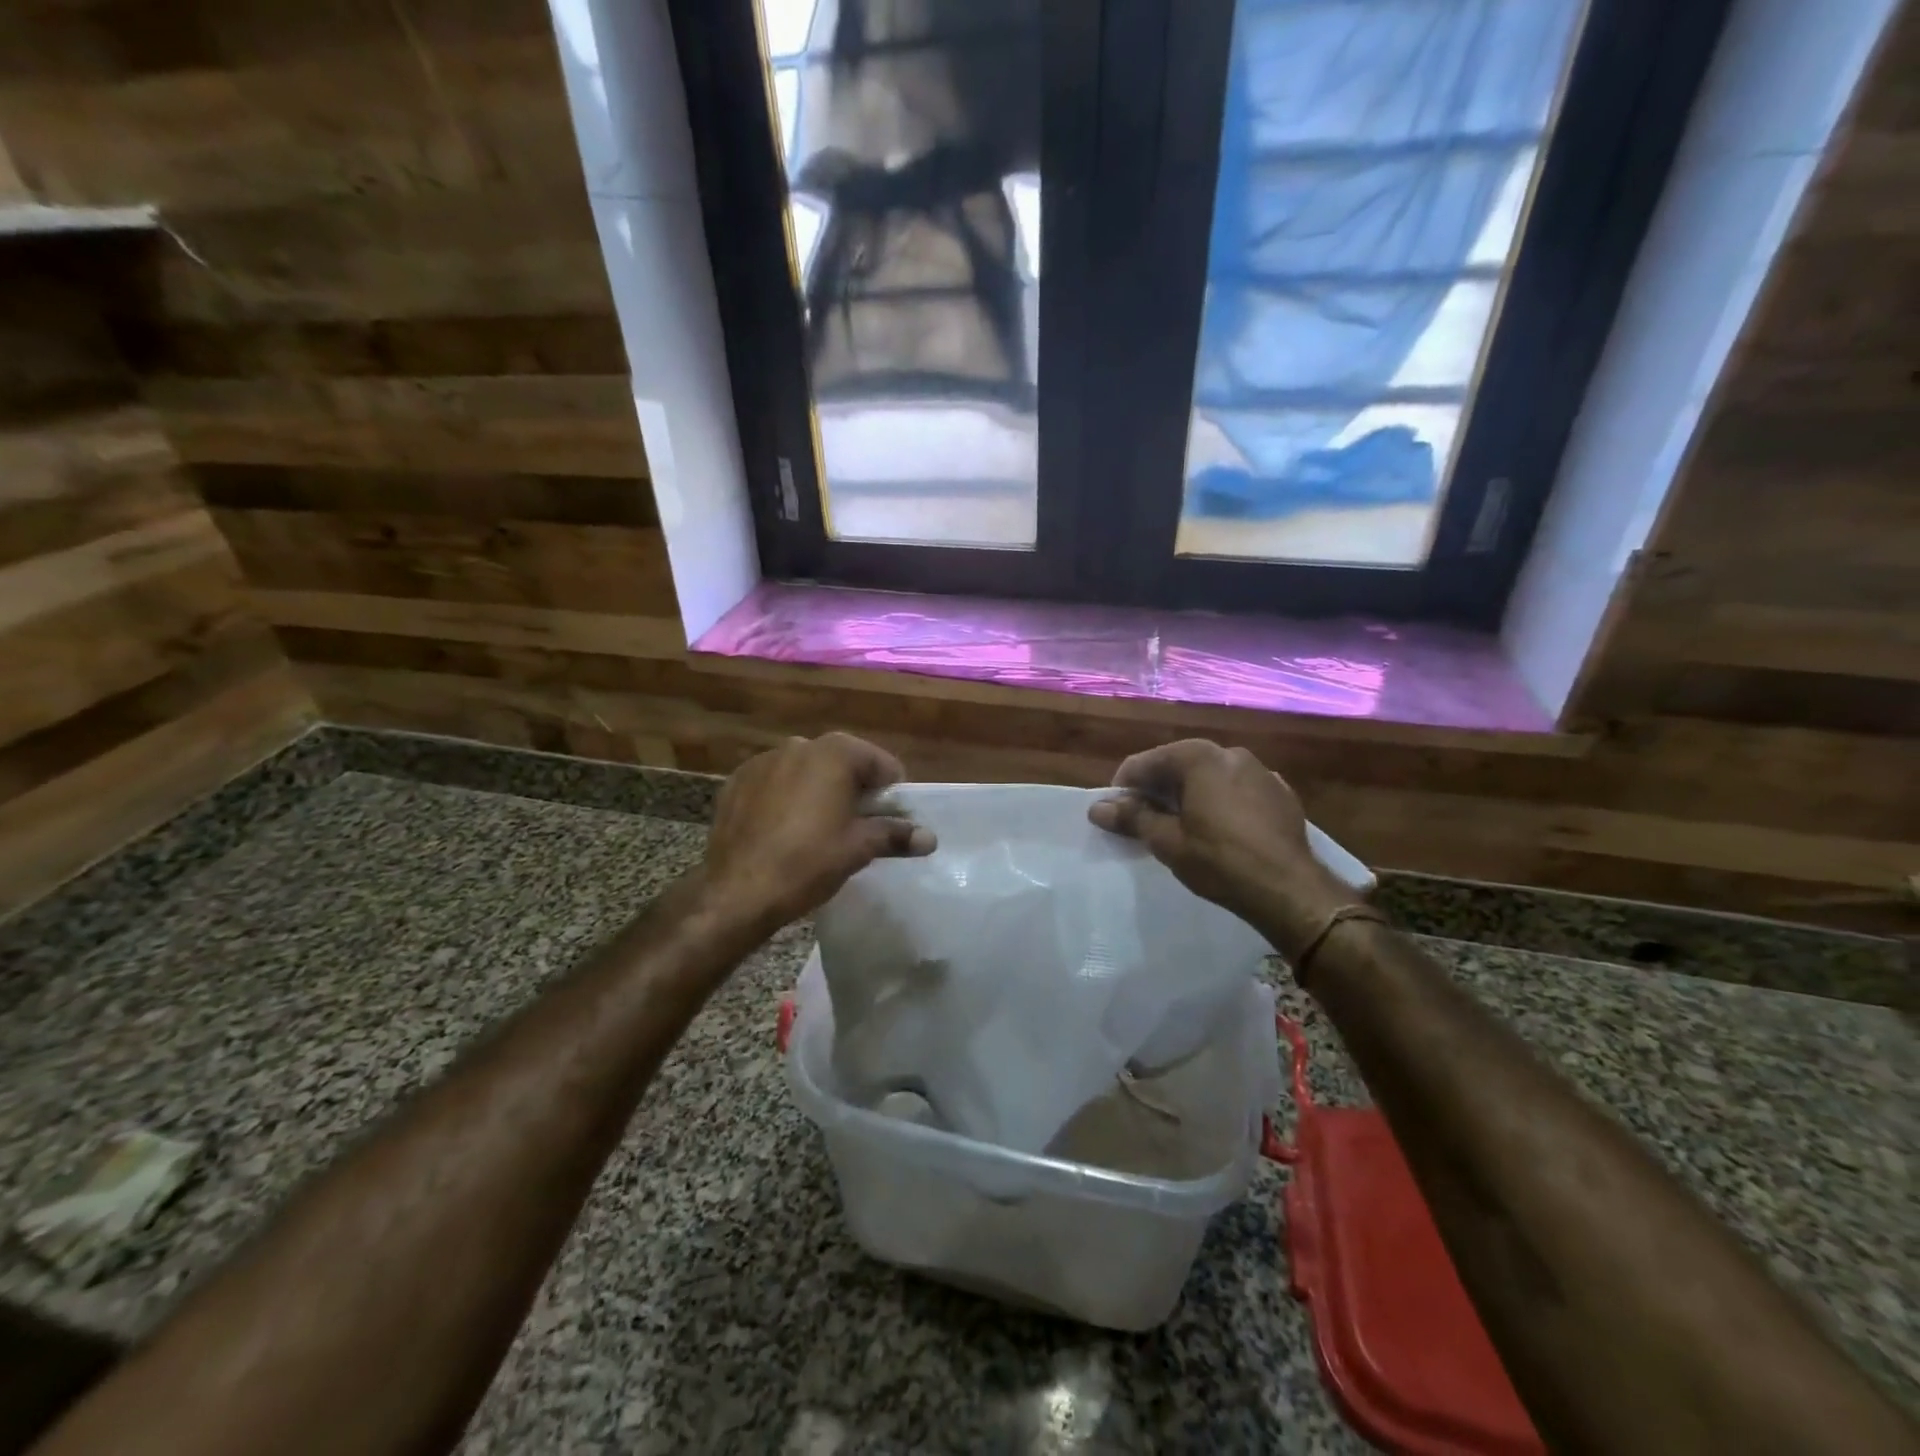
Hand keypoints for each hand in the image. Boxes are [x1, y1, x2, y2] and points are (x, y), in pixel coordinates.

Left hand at [703, 733, 934, 935]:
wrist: (737, 891)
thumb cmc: (808, 862)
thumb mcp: (859, 848)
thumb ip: (896, 835)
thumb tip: (930, 838)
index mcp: (835, 753)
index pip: (880, 763)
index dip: (891, 792)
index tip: (889, 820)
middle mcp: (799, 746)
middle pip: (842, 762)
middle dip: (853, 788)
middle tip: (857, 826)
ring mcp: (763, 761)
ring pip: (805, 770)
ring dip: (818, 790)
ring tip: (818, 829)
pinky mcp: (736, 781)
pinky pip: (773, 783)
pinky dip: (784, 797)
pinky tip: (782, 829)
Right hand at [1088, 740, 1358, 954]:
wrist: (1290, 890)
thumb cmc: (1220, 861)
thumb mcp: (1167, 841)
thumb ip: (1132, 817)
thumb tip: (1098, 807)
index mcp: (1198, 757)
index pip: (1145, 763)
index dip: (1124, 788)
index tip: (1116, 815)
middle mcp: (1230, 753)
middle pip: (1177, 764)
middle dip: (1156, 789)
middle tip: (1143, 822)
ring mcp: (1260, 771)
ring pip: (1209, 776)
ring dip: (1188, 794)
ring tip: (1179, 827)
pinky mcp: (1280, 793)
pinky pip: (1236, 790)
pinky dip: (1219, 801)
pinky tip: (1218, 830)